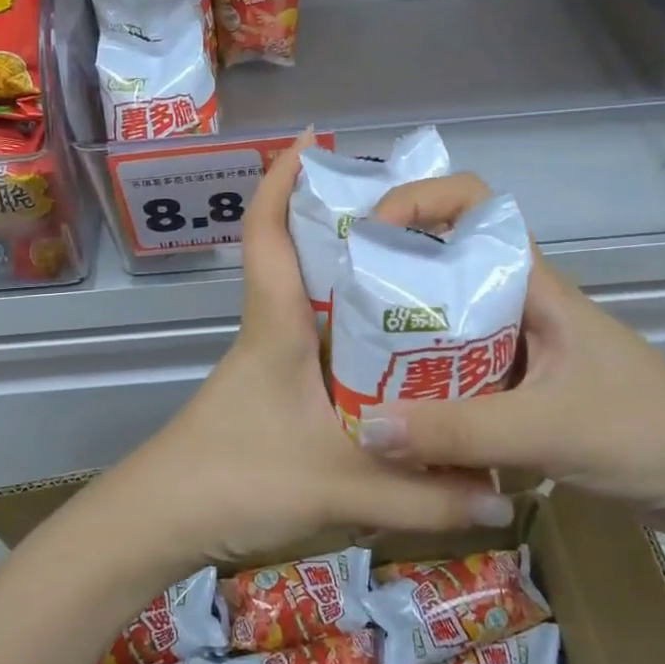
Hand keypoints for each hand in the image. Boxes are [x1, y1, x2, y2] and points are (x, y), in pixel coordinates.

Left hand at [95, 136, 514, 575]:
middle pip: (301, 257)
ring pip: (314, 303)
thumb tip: (502, 506)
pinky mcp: (273, 393)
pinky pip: (320, 346)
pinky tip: (398, 359)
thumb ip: (424, 502)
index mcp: (277, 325)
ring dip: (355, 282)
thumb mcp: (341, 490)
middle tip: (415, 216)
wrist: (162, 523)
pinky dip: (354, 335)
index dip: (281, 180)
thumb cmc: (237, 481)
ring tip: (424, 278)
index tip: (312, 141)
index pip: (268, 234)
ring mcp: (269, 362)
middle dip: (345, 225)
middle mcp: (272, 331)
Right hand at [355, 174, 664, 539]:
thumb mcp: (548, 428)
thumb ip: (458, 430)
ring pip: (448, 326)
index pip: (473, 205)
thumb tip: (365, 428)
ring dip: (403, 339)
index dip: (418, 200)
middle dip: (391, 276)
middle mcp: (520, 306)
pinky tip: (395, 415)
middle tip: (335, 303)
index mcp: (532, 285)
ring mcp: (522, 350)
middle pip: (445, 267)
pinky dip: (426, 388)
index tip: (369, 233)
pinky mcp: (523, 392)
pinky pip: (459, 376)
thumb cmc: (647, 433)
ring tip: (348, 359)